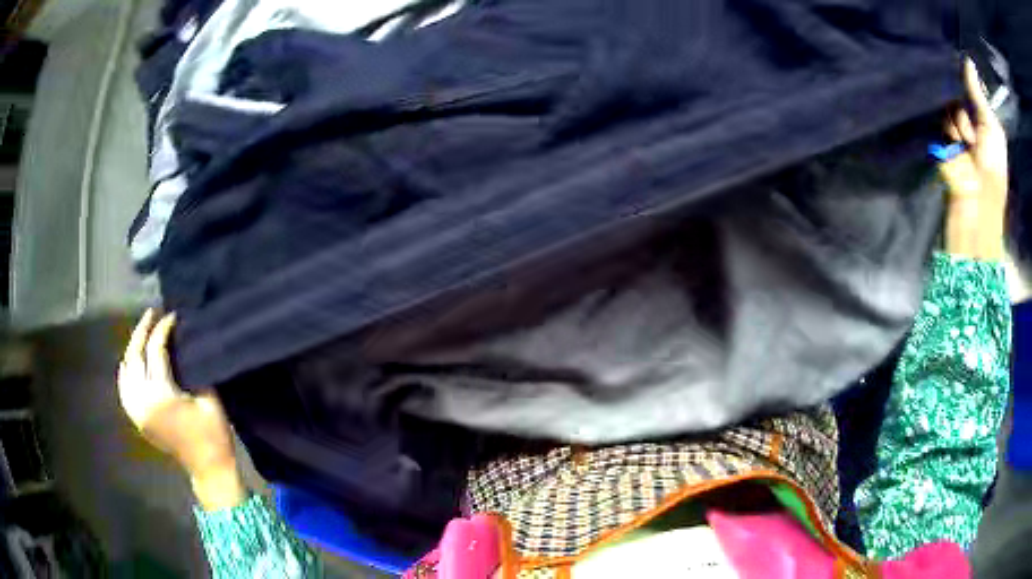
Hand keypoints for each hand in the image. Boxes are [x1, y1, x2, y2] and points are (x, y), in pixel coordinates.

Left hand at [118, 309, 244, 509]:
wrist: (208, 468)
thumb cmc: (213, 434)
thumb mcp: (209, 399)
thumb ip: (192, 370)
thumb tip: (184, 345)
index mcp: (161, 396)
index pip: (156, 351)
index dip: (163, 329)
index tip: (172, 316)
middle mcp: (143, 401)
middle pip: (135, 356)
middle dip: (142, 331)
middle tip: (152, 314)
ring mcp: (137, 412)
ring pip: (126, 371)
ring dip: (133, 349)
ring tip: (142, 333)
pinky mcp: (138, 419)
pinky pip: (124, 389)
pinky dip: (125, 371)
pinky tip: (130, 362)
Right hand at [941, 58, 1007, 260]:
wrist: (976, 205)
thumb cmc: (992, 170)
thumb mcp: (991, 128)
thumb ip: (978, 95)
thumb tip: (968, 59)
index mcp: (981, 117)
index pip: (968, 87)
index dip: (966, 84)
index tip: (967, 85)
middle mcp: (967, 119)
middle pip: (955, 93)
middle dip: (963, 111)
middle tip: (972, 135)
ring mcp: (952, 129)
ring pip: (946, 106)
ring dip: (956, 125)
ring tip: (964, 147)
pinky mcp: (939, 139)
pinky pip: (937, 121)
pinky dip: (945, 131)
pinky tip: (954, 147)